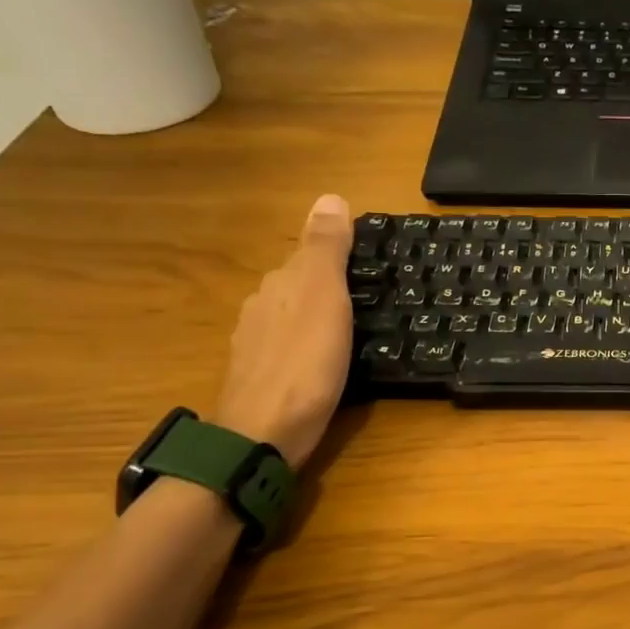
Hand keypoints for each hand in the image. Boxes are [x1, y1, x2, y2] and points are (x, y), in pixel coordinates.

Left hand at [211, 195, 353, 467]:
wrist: (265, 433)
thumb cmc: (305, 362)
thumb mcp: (324, 297)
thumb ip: (326, 249)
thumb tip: (329, 195)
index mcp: (280, 286)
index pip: (309, 258)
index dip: (338, 259)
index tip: (372, 269)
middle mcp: (261, 309)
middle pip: (298, 288)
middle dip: (327, 289)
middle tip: (370, 302)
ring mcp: (256, 346)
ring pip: (291, 319)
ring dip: (316, 320)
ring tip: (353, 333)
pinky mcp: (261, 379)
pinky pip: (290, 350)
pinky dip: (308, 349)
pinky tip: (323, 364)